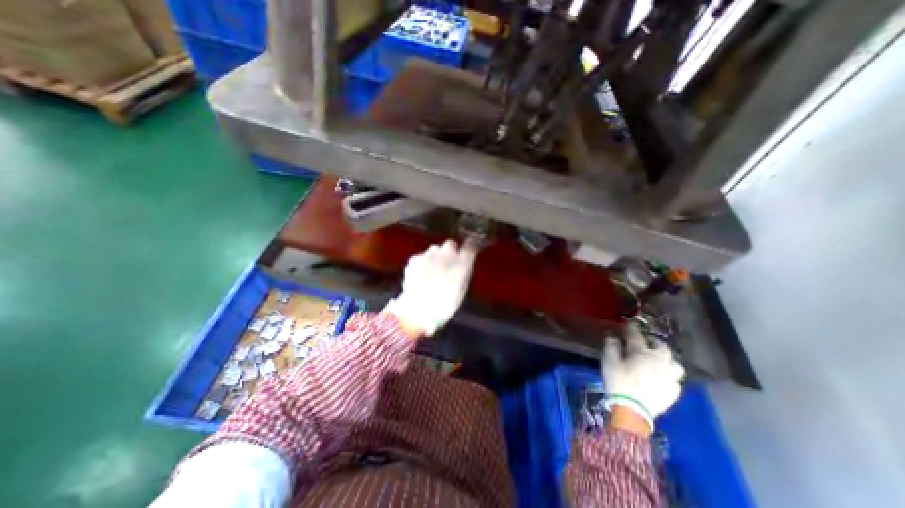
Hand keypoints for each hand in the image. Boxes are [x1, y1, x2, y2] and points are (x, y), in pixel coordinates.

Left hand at [383, 240, 475, 339]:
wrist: (419, 310)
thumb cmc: (445, 305)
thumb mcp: (461, 290)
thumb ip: (463, 272)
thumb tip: (464, 264)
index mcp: (462, 263)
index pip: (470, 247)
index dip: (469, 248)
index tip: (468, 251)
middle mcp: (446, 255)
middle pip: (450, 244)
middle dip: (450, 251)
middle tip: (447, 263)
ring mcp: (429, 255)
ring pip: (434, 249)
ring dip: (435, 256)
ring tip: (431, 270)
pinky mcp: (415, 259)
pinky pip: (421, 256)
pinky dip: (422, 263)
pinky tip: (420, 274)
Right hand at [604, 327, 681, 433]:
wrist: (632, 410)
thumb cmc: (618, 381)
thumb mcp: (609, 361)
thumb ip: (612, 346)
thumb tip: (613, 336)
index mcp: (642, 353)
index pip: (637, 336)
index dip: (631, 329)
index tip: (628, 325)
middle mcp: (659, 362)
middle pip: (663, 348)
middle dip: (655, 342)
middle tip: (647, 342)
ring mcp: (669, 378)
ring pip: (675, 364)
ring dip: (668, 360)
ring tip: (660, 361)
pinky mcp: (673, 392)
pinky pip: (675, 380)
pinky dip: (669, 376)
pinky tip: (662, 378)